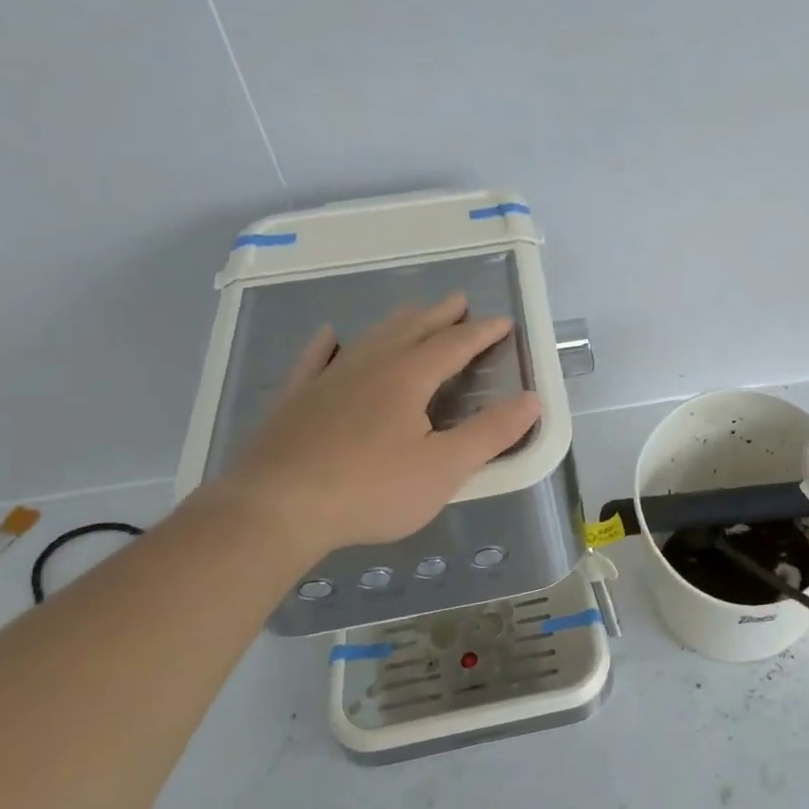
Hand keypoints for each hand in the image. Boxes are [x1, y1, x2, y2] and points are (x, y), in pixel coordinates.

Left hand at [218, 294, 540, 560]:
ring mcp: (328, 379)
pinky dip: (326, 344)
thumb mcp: (445, 467)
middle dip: (440, 315)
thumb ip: (490, 433)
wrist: (277, 507)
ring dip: (397, 323)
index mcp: (409, 378)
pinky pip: (315, 360)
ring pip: (370, 338)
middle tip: (459, 300)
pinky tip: (328, 336)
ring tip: (413, 312)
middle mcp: (370, 366)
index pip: (454, 346)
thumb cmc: (371, 490)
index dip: (481, 333)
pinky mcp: (296, 400)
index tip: (503, 322)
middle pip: (412, 330)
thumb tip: (532, 400)